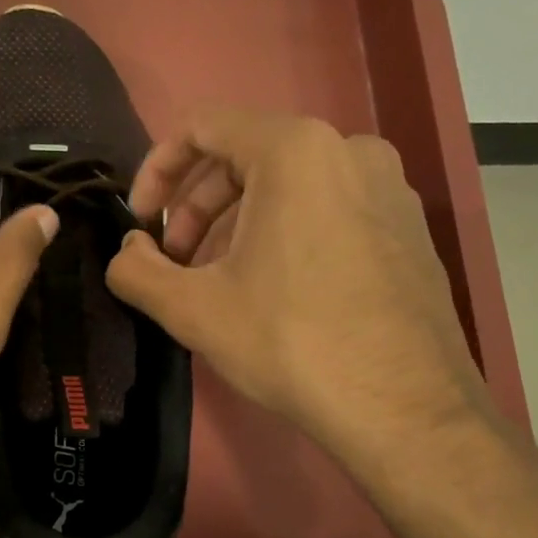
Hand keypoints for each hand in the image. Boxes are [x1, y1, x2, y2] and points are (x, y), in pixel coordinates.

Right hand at [106, 109, 492, 473]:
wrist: (406, 410)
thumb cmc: (291, 342)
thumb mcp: (192, 309)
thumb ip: (136, 270)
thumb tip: (127, 252)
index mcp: (296, 150)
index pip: (203, 127)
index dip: (157, 170)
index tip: (141, 221)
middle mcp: (351, 151)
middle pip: (246, 155)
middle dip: (196, 207)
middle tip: (176, 262)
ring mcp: (389, 189)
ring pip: (288, 186)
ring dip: (236, 224)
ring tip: (218, 282)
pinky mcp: (410, 228)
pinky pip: (328, 209)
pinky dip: (284, 234)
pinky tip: (273, 292)